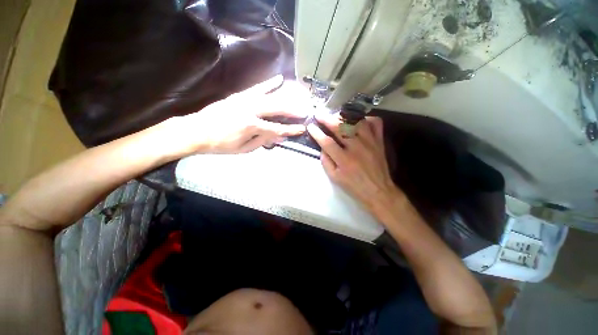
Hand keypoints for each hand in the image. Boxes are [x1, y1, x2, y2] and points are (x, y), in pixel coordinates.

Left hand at [171, 75, 308, 154]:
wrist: (196, 131)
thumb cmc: (220, 145)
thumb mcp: (243, 149)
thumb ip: (263, 141)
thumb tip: (279, 137)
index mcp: (251, 126)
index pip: (277, 128)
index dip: (290, 129)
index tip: (302, 129)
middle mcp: (250, 110)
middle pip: (277, 109)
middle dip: (293, 111)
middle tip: (305, 111)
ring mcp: (244, 100)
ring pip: (270, 97)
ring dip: (286, 98)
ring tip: (298, 98)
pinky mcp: (239, 95)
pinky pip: (257, 88)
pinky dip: (269, 84)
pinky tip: (278, 79)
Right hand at [307, 114, 403, 213]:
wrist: (378, 191)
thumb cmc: (354, 186)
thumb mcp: (335, 178)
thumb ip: (326, 161)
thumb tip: (322, 147)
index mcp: (344, 160)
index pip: (327, 142)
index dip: (317, 133)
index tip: (310, 126)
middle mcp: (357, 148)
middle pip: (340, 127)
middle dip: (327, 119)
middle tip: (319, 114)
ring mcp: (370, 142)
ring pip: (356, 122)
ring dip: (344, 116)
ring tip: (335, 115)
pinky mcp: (379, 141)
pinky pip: (375, 123)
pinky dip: (366, 119)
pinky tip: (358, 121)